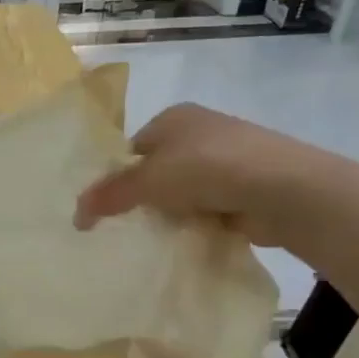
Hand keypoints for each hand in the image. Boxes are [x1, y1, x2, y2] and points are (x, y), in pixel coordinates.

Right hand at [73, 104, 353, 248]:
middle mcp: (201, 132)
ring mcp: (228, 160)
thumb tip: (75, 216)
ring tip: (155, 238)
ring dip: (172, 212)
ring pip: (183, 191)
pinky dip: (198, 223)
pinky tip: (188, 240)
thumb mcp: (147, 180)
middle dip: (144, 197)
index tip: (108, 206)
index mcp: (175, 117)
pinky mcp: (247, 188)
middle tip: (125, 226)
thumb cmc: (207, 168)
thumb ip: (109, 195)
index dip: (118, 175)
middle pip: (157, 170)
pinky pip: (208, 208)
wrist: (283, 189)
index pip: (133, 147)